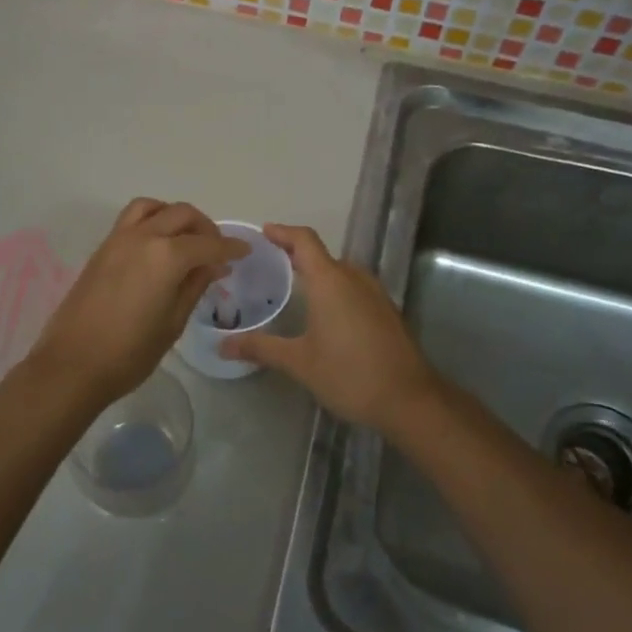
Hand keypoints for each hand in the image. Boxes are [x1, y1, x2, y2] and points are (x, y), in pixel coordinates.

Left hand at [25, 199, 247, 414]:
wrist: (72, 365)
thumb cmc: (130, 353)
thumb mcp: (173, 323)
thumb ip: (195, 286)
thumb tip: (214, 266)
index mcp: (166, 256)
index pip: (208, 243)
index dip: (230, 247)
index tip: (244, 251)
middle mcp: (143, 237)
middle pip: (182, 214)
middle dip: (205, 227)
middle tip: (216, 249)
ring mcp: (118, 239)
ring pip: (153, 207)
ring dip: (174, 215)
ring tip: (185, 239)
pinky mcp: (102, 248)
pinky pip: (132, 219)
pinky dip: (152, 220)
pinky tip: (158, 247)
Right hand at [218, 224, 443, 436]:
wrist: (409, 398)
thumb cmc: (349, 373)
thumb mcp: (299, 362)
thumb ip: (261, 348)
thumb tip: (222, 346)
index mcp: (330, 280)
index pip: (304, 240)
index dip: (283, 232)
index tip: (263, 233)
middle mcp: (354, 277)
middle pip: (321, 255)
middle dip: (295, 255)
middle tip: (268, 265)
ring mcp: (374, 293)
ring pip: (340, 271)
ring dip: (316, 273)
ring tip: (291, 287)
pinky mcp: (385, 310)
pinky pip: (353, 287)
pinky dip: (334, 288)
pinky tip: (323, 312)